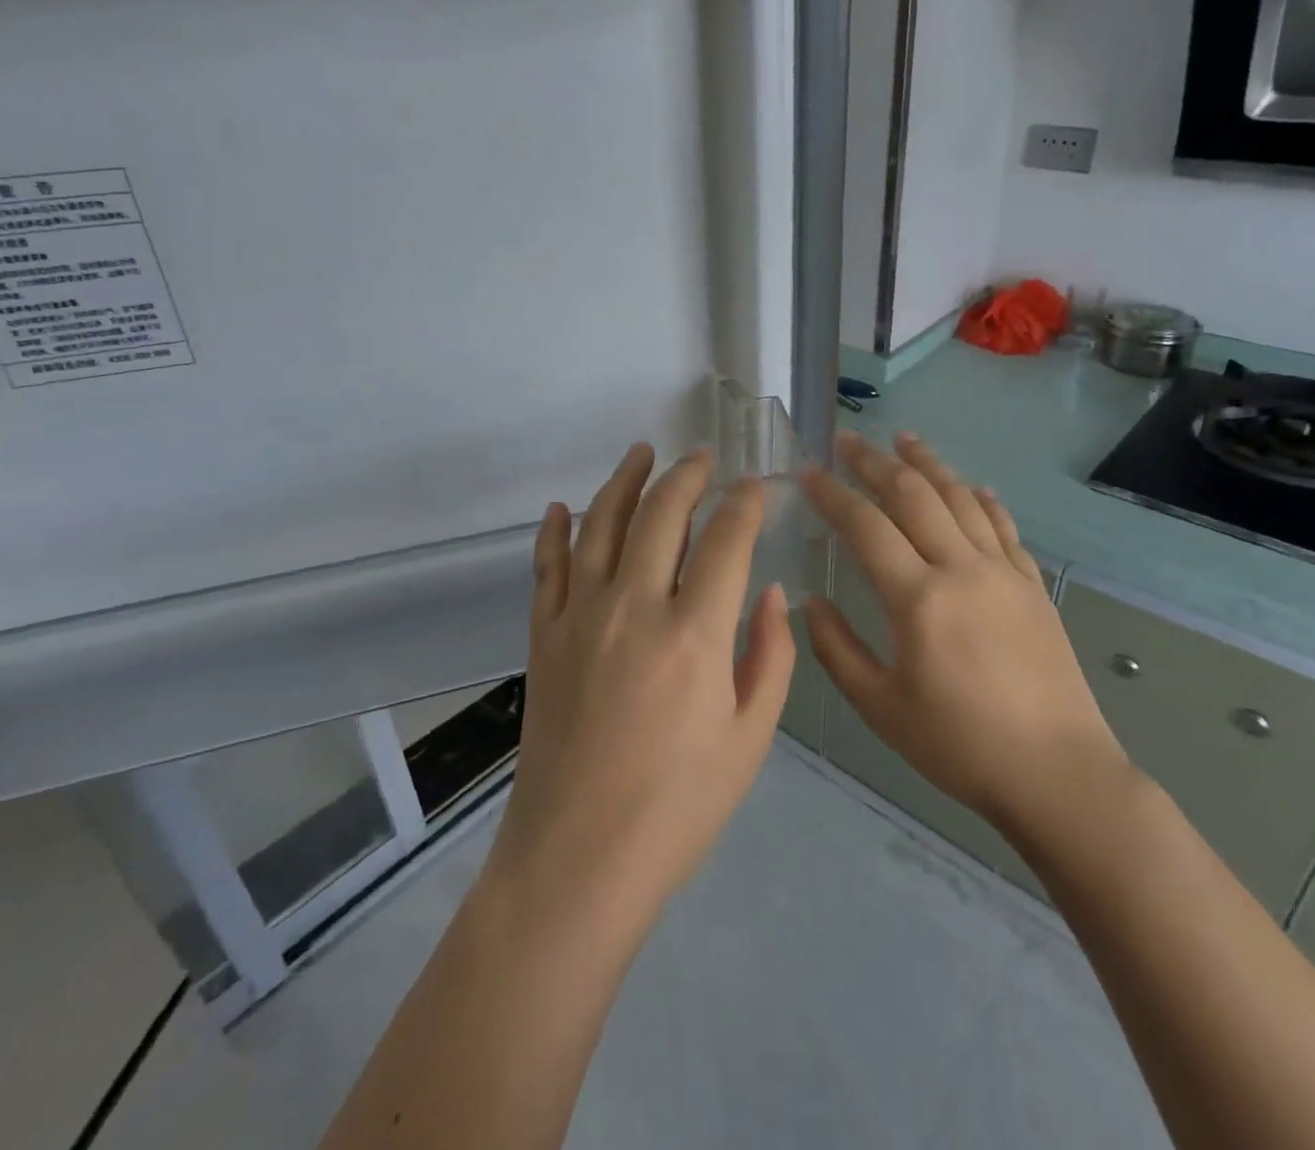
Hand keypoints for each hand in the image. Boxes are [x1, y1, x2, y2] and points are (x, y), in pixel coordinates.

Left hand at [487, 443, 796, 929]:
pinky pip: (548, 566)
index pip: (726, 540)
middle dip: (687, 476)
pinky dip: (556, 531)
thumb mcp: (750, 739)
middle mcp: (635, 607)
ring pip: (602, 524)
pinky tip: (564, 508)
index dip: (744, 504)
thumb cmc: (678, 809)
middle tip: (703, 456)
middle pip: (662, 514)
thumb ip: (769, 656)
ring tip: (641, 453)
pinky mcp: (544, 636)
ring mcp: (581, 616)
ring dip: (624, 481)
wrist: (578, 860)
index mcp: (695, 635)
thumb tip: (768, 591)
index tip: (755, 486)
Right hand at [799, 432, 1125, 836]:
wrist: (1058, 774)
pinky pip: (1003, 527)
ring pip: (961, 499)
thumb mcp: (880, 707)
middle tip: (848, 440)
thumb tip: (810, 602)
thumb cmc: (959, 745)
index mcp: (918, 599)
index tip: (807, 471)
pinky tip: (972, 487)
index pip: (865, 526)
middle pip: (914, 496)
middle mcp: (962, 569)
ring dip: (929, 464)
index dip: (832, 493)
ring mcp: (1003, 572)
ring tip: (904, 439)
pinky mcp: (1032, 586)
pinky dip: (982, 500)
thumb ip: (836, 650)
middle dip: (876, 462)